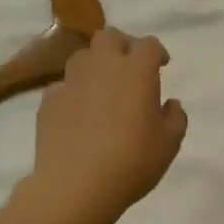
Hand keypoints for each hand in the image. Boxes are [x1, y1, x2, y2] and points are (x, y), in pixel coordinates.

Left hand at [28, 28, 187, 223]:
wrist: (76, 186)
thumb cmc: (131, 162)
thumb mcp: (169, 144)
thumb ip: (175, 118)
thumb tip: (170, 104)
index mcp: (136, 71)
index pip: (148, 45)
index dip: (157, 52)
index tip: (161, 65)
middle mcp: (102, 66)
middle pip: (110, 37)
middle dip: (122, 46)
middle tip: (129, 67)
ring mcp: (71, 81)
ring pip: (82, 56)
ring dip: (95, 64)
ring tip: (102, 87)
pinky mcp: (48, 101)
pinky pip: (63, 85)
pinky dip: (73, 91)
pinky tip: (78, 112)